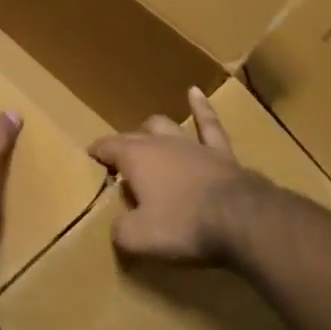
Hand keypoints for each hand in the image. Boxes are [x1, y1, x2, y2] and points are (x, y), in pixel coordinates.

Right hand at [89, 86, 263, 264]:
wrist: (240, 218)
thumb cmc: (183, 225)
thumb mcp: (139, 237)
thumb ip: (121, 230)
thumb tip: (118, 226)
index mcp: (135, 157)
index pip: (108, 147)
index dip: (97, 151)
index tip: (90, 155)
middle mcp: (159, 142)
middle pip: (135, 136)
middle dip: (124, 144)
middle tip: (119, 159)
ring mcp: (191, 143)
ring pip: (166, 126)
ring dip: (154, 129)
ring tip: (147, 131)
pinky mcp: (220, 151)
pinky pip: (208, 123)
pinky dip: (200, 107)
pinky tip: (195, 92)